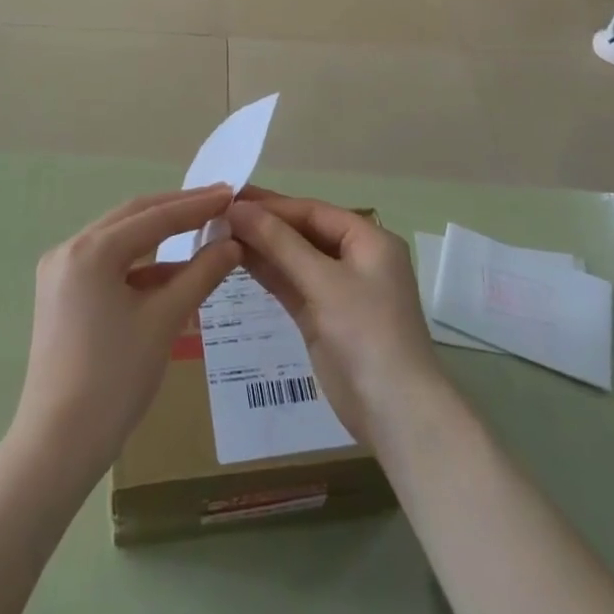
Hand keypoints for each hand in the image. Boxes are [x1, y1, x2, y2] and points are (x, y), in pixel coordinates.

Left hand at [11, 187, 240, 478]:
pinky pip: (109, 264)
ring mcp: (61, 272)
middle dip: (178, 210)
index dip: (196, 205)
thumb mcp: (164, 321)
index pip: (154, 216)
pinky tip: (174, 271)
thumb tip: (233, 244)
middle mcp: (70, 250)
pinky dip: (142, 264)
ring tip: (203, 229)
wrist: (57, 445)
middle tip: (219, 202)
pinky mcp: (62, 295)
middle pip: (133, 217)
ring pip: (121, 239)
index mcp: (90, 251)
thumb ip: (201, 274)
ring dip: (161, 235)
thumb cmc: (114, 379)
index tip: (230, 193)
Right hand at [226, 192, 445, 446]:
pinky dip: (268, 273)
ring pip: (295, 259)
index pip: (313, 212)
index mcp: (369, 240)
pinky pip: (293, 285)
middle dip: (265, 224)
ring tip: (219, 233)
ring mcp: (339, 290)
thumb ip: (280, 243)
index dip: (273, 205)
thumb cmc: (367, 333)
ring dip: (262, 247)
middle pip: (304, 232)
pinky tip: (238, 260)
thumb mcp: (323, 281)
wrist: (395, 413)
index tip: (231, 199)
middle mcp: (356, 258)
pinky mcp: (324, 318)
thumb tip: (238, 209)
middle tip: (218, 214)